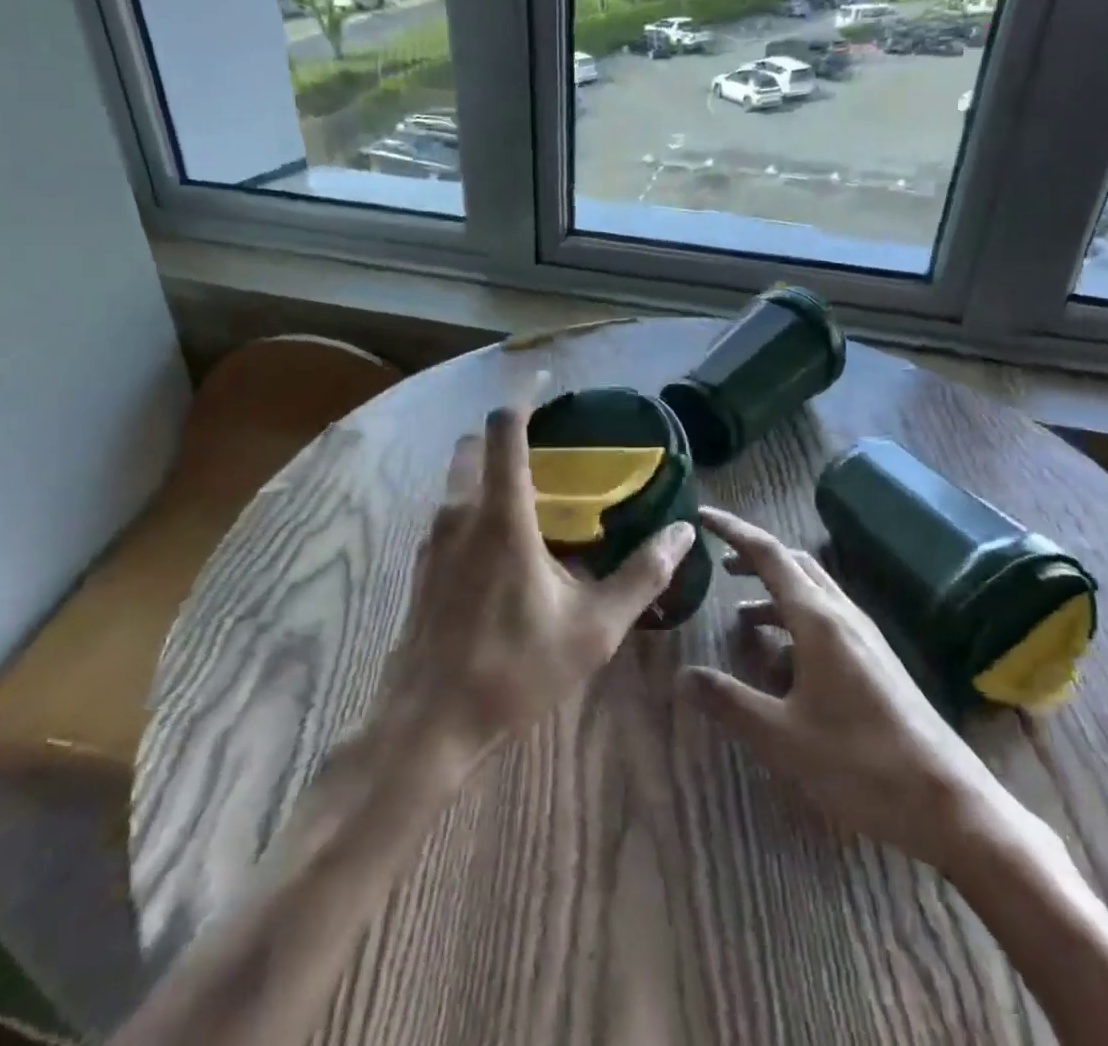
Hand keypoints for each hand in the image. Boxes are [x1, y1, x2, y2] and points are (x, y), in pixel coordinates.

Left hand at [375, 396, 696, 770]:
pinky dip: (478, 500)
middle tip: (551, 440)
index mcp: (500, 514)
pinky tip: (510, 541)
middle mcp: (460, 513)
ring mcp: (434, 539)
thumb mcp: (594, 627)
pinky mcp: (423, 564)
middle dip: (509, 430)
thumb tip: (683, 533)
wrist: (428, 725)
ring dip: (492, 467)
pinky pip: (453, 511)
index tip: (549, 382)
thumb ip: (642, 575)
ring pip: (460, 478)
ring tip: (538, 489)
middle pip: (476, 444)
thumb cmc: (513, 670)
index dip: (525, 394)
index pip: (505, 428)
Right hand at [680, 506, 1022, 867]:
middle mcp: (842, 614)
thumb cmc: (859, 762)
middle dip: (754, 558)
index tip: (701, 516)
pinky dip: (795, 622)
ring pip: (812, 592)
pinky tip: (783, 662)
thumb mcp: (781, 737)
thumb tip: (681, 675)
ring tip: (740, 617)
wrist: (947, 803)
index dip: (732, 530)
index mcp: (817, 618)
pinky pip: (827, 620)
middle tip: (718, 564)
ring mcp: (864, 636)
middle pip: (793, 564)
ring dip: (774, 593)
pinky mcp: (876, 660)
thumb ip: (729, 701)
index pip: (767, 554)